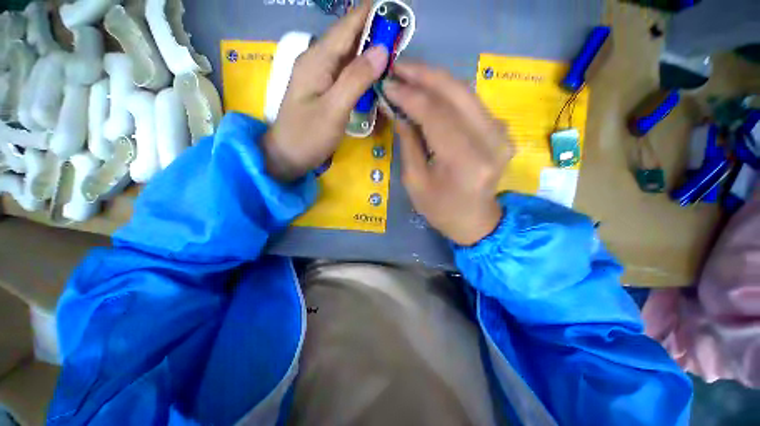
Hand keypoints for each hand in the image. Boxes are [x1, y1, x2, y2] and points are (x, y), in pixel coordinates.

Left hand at [263, 1, 388, 181]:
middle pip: (349, 39)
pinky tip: (374, 77)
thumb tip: (381, 51)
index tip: (395, 10)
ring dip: (370, 54)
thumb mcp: (334, 109)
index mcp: (317, 59)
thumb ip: (356, 79)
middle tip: (401, 37)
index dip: (370, 14)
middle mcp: (317, 61)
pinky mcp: (323, 90)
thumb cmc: (308, 136)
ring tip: (393, 55)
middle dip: (374, 34)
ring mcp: (319, 76)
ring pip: (348, 57)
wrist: (287, 156)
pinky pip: (345, 74)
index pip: (347, 26)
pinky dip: (361, 72)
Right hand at [383, 64, 513, 245]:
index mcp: (464, 162)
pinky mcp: (501, 131)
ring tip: (410, 73)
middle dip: (424, 74)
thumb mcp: (415, 182)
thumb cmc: (440, 209)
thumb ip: (408, 143)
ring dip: (436, 79)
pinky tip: (431, 90)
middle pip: (456, 93)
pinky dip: (449, 92)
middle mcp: (490, 141)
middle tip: (398, 66)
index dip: (410, 94)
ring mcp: (501, 134)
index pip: (436, 114)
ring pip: (466, 92)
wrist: (475, 220)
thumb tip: (399, 109)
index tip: (387, 82)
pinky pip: (472, 103)